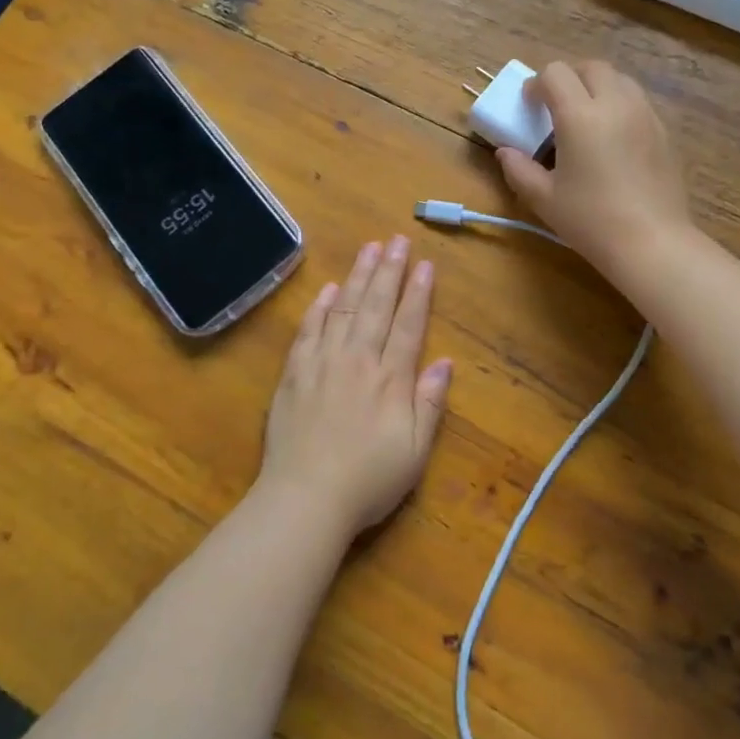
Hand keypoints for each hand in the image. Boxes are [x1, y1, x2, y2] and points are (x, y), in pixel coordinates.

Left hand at [258, 236, 451, 535]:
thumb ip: (429, 403)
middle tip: (398, 240)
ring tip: (370, 249)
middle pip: (377, 306)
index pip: (408, 325)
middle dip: (390, 271)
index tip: (425, 264)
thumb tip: (445, 363)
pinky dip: (319, 307)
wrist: (305, 498)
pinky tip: (329, 289)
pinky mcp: (294, 373)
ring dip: (359, 277)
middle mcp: (358, 360)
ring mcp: (322, 363)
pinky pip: (308, 330)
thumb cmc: (368, 481)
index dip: (418, 293)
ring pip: (344, 309)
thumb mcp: (414, 451)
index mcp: (390, 379)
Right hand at [497, 60, 693, 283]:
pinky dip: (619, 104)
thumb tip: (505, 153)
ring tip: (586, 117)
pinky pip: (638, 101)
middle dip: (569, 78)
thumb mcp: (544, 198)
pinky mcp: (664, 131)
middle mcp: (616, 104)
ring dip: (597, 87)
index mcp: (580, 116)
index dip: (537, 84)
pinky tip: (612, 137)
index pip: (555, 74)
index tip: (529, 105)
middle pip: (591, 67)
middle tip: (556, 105)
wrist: (651, 242)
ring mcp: (645, 115)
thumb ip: (519, 169)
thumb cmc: (591, 220)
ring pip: (619, 79)